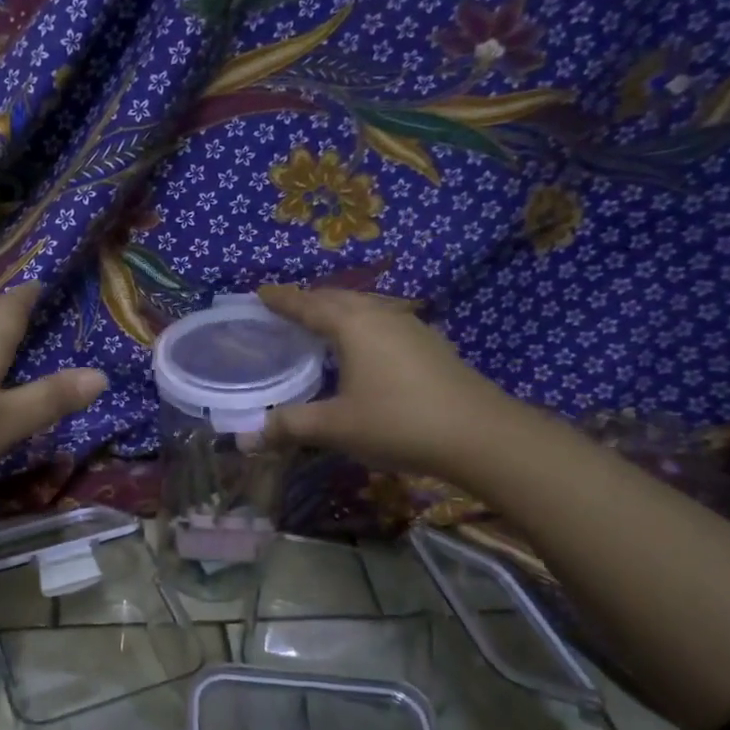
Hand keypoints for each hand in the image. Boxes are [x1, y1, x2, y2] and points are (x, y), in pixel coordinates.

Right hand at [255, 284, 520, 482]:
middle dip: (311, 300)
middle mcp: (382, 316)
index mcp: (353, 325)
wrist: (480, 435)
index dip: (282, 299)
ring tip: (324, 324)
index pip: (308, 304)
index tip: (260, 292)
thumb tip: (249, 436)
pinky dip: (365, 326)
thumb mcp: (335, 427)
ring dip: (341, 310)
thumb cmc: (398, 422)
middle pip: (339, 298)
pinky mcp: (432, 346)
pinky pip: (387, 322)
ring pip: (367, 307)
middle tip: (288, 308)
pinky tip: (367, 347)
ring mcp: (413, 328)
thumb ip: (290, 426)